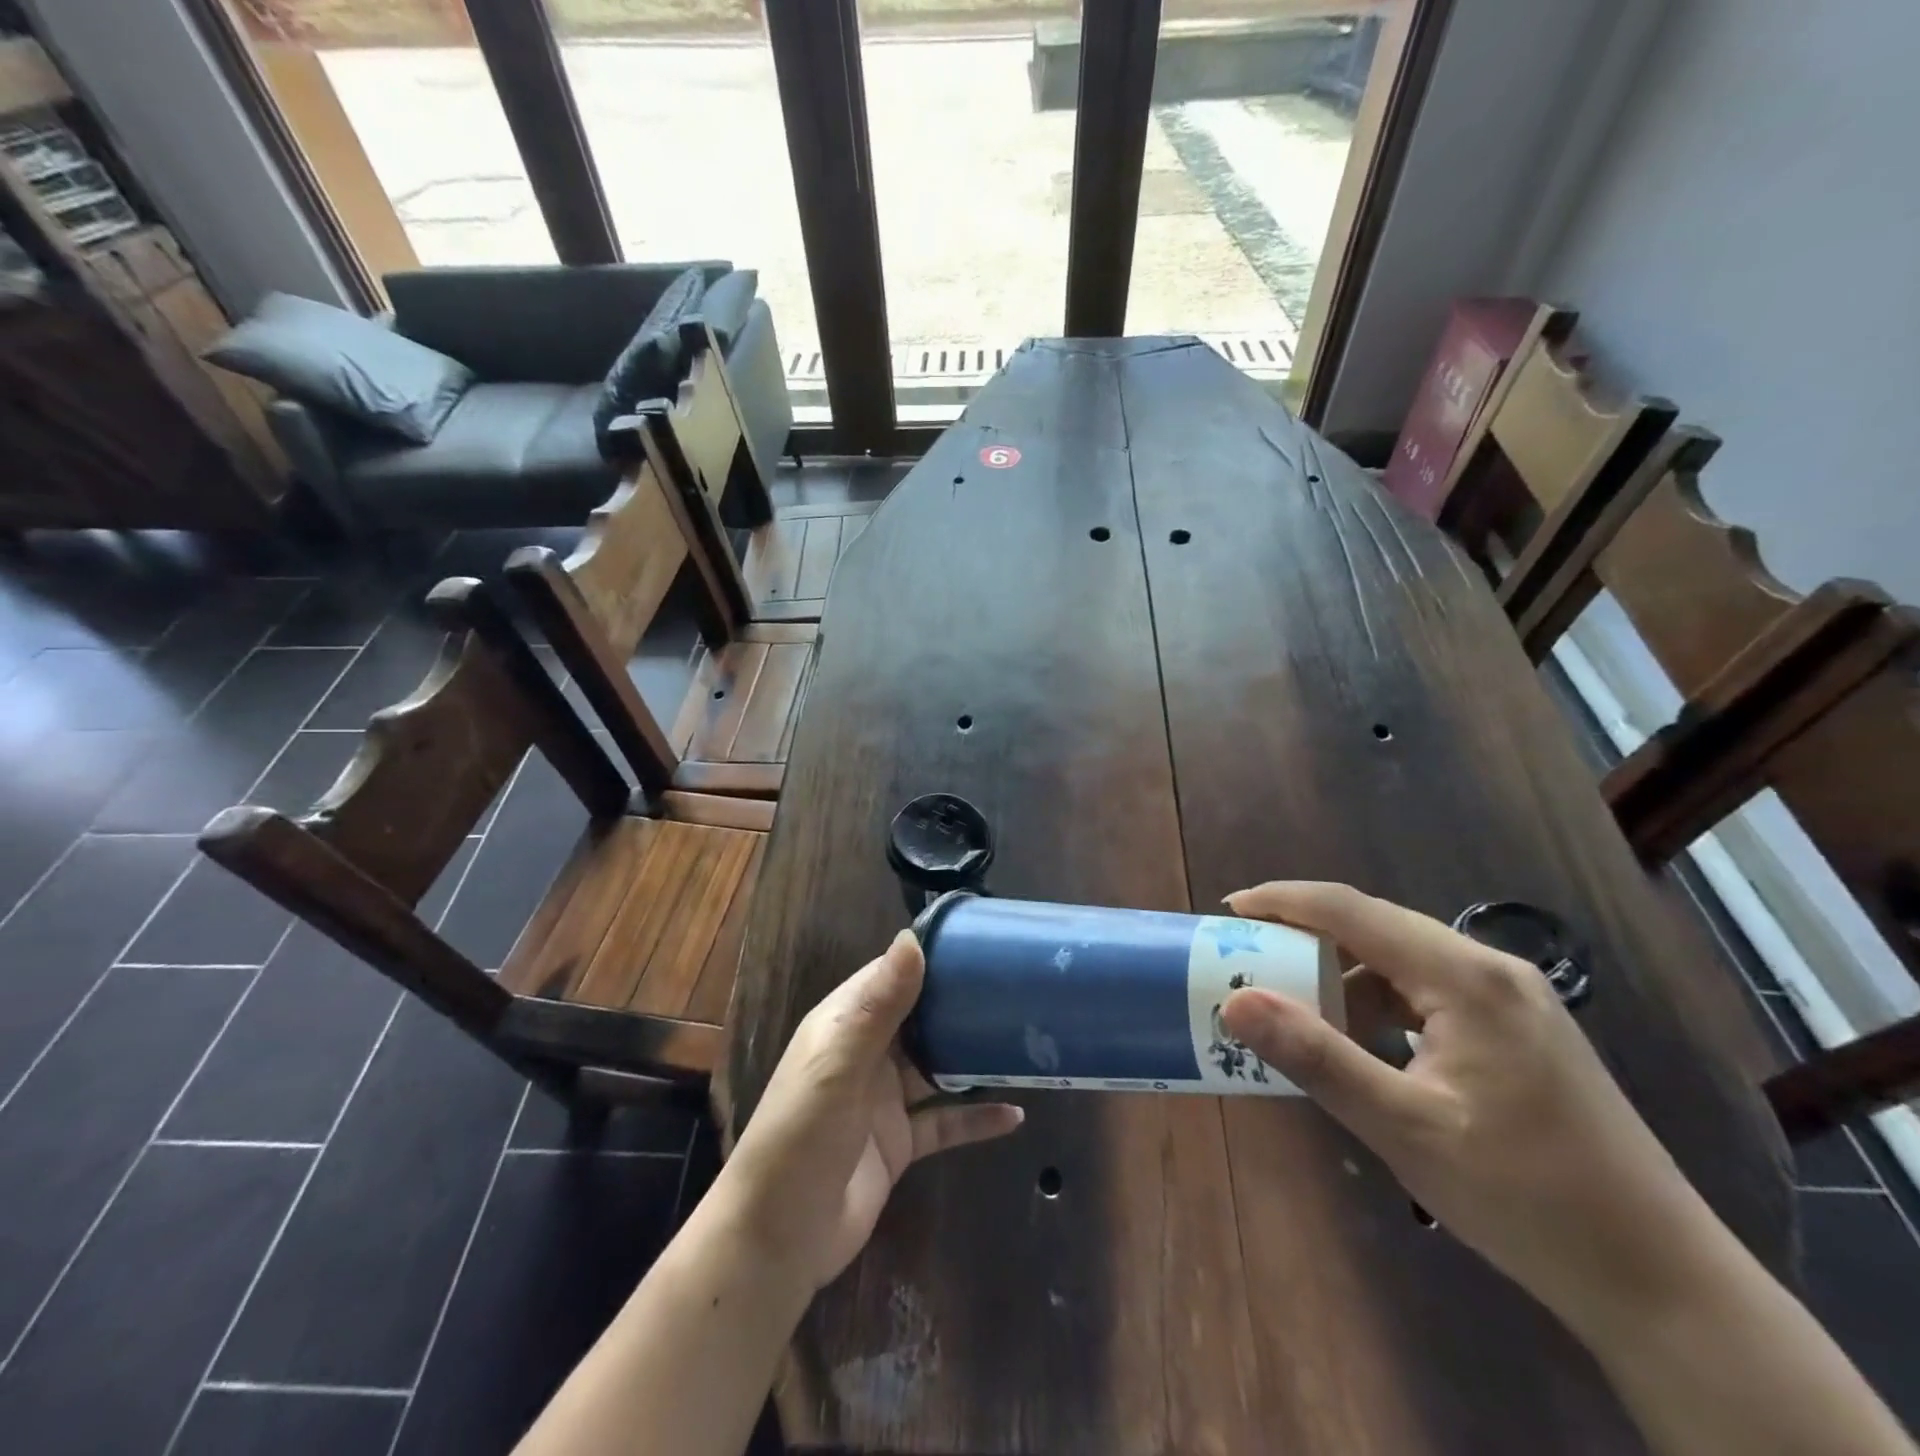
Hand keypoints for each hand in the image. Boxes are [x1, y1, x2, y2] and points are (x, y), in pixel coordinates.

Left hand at [714, 930, 1024, 1292]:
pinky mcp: (899, 1143)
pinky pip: (945, 1122)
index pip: (890, 976)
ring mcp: (883, 1100)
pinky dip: (976, 1117)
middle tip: (1017, 991)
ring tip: (1024, 1043)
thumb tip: (912, 939)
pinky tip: (1015, 1115)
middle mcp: (865, 1054)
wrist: (777, 1240)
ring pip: (937, 1068)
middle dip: (960, 1005)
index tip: (980, 944)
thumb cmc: (801, 1136)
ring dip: (973, 1058)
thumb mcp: (839, 1065)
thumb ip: (878, 1006)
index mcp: (844, 1024)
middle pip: (920, 1019)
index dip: (929, 959)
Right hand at [1220, 881, 1722, 1330]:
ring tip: (1295, 1004)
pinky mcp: (1518, 1031)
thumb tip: (1235, 1001)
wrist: (1663, 1282)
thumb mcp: (1404, 1127)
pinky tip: (1361, 1040)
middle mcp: (1490, 970)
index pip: (1352, 910)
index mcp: (1465, 977)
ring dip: (1344, 972)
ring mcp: (1512, 1000)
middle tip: (1249, 957)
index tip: (1228, 910)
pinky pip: (1428, 991)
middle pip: (1377, 926)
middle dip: (1306, 935)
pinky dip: (1379, 1002)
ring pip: (1403, 959)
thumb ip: (1316, 1056)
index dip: (1283, 901)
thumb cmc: (1526, 1198)